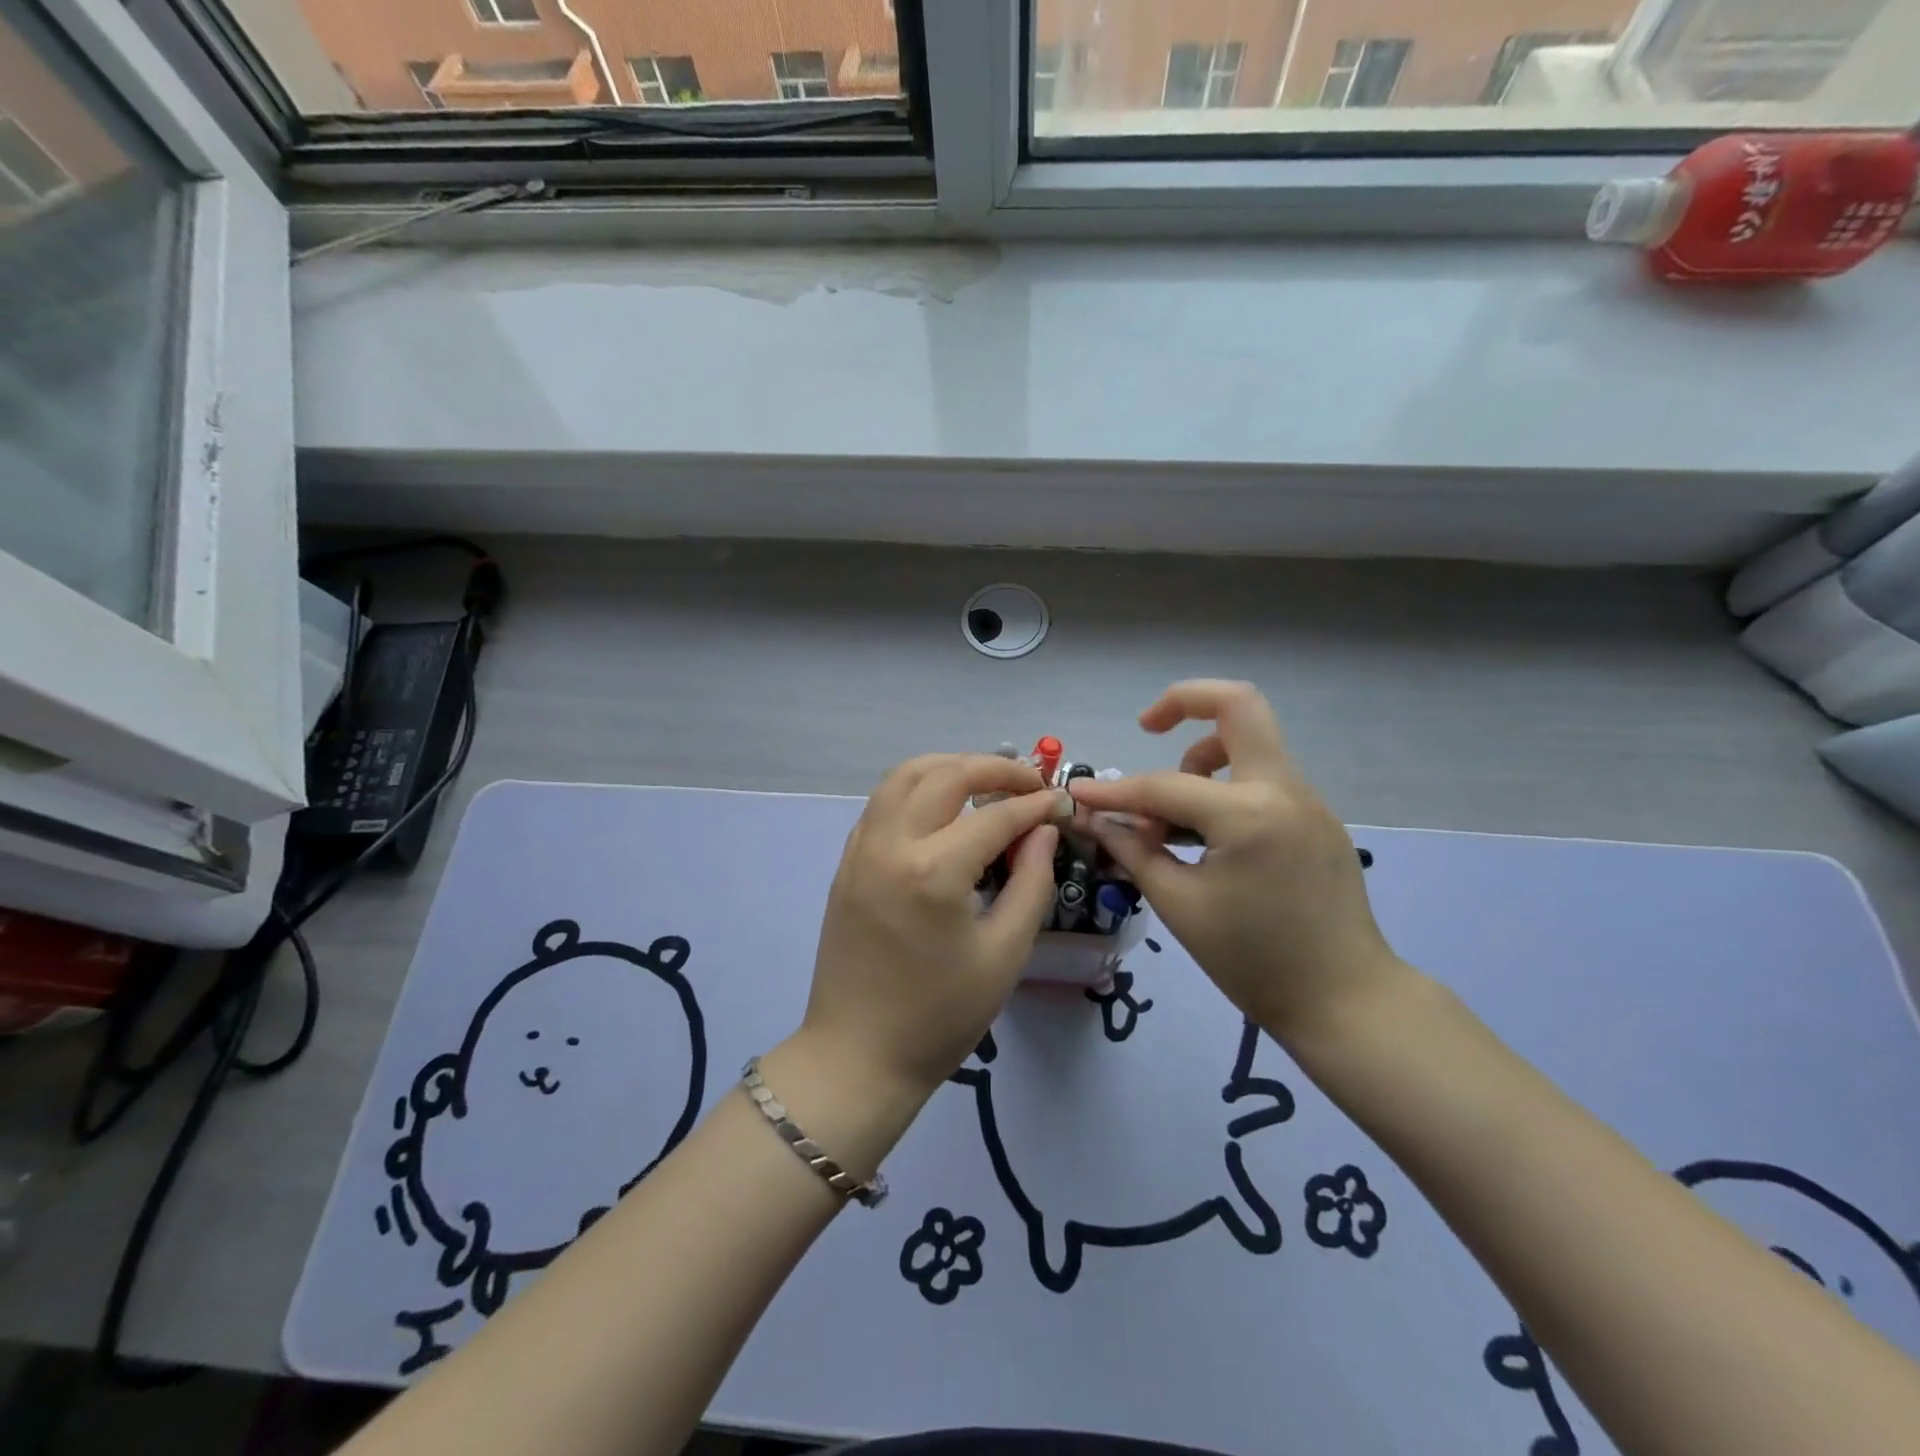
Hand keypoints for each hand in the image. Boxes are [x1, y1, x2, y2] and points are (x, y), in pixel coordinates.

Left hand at [799, 754, 1068, 1103]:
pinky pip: (883, 802)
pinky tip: (942, 809)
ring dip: (950, 767)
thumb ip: (1031, 882)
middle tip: (1031, 783)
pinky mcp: (847, 861)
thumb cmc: (940, 1015)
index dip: (1036, 804)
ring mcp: (861, 849)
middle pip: (946, 775)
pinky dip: (917, 788)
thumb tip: (1043, 829)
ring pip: (905, 775)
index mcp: (933, 871)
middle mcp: (891, 844)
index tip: (1063, 803)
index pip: (995, 816)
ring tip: (987, 783)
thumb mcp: (1005, 953)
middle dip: (995, 768)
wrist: (858, 1054)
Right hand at [1069, 680, 1405, 1045]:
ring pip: (1251, 741)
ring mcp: (1308, 800)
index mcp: (1248, 815)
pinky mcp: (1317, 818)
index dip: (1114, 791)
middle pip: (1239, 704)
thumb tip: (1095, 819)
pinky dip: (1225, 786)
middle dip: (1184, 701)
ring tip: (1172, 814)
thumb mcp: (1180, 906)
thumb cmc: (1254, 961)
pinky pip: (1263, 778)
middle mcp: (1284, 790)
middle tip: (1146, 727)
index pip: (1164, 786)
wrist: (1346, 1001)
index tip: (1079, 794)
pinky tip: (1206, 834)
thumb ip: (1134, 851)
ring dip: (1203, 756)